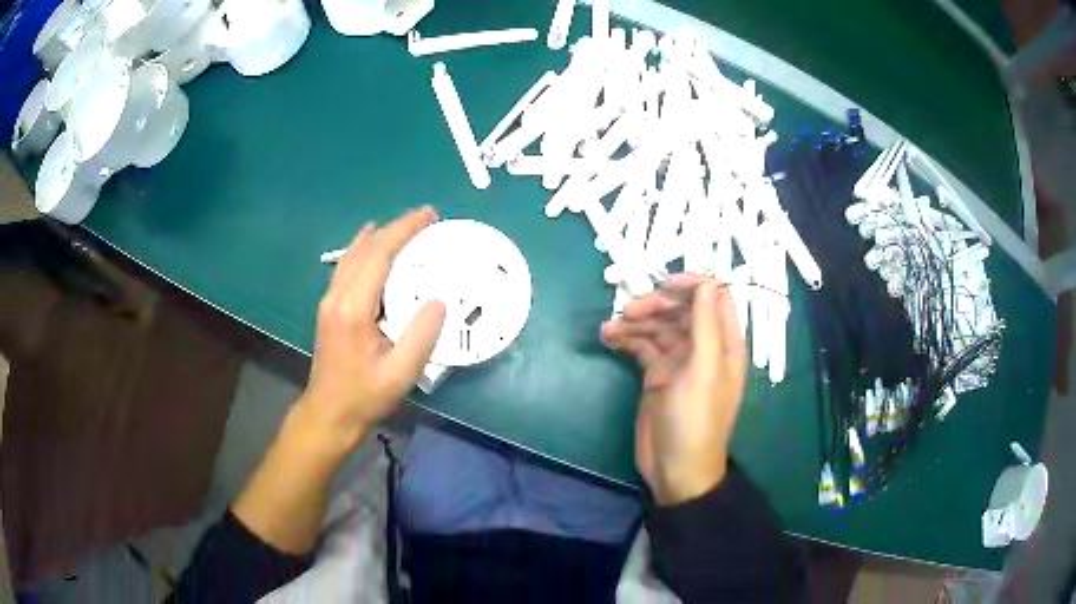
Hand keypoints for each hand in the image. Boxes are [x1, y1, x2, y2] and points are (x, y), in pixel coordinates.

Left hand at [298, 207, 446, 450]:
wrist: (328, 414)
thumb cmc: (364, 396)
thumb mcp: (400, 373)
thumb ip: (421, 336)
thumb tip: (439, 300)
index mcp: (354, 308)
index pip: (380, 255)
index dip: (404, 230)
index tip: (429, 215)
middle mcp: (337, 296)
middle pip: (365, 248)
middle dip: (395, 228)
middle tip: (426, 218)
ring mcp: (329, 301)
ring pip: (353, 255)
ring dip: (379, 236)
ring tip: (405, 228)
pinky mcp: (329, 308)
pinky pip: (347, 267)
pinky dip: (364, 249)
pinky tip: (371, 246)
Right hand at [601, 275, 747, 504]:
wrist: (675, 468)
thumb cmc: (696, 420)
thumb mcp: (704, 370)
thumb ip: (706, 325)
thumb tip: (708, 282)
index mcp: (725, 343)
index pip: (714, 298)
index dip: (692, 285)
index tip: (663, 284)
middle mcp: (704, 347)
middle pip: (681, 309)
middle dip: (657, 305)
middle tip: (629, 311)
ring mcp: (679, 361)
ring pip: (659, 327)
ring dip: (637, 322)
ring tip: (611, 326)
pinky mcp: (657, 375)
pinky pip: (643, 347)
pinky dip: (627, 339)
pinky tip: (608, 338)